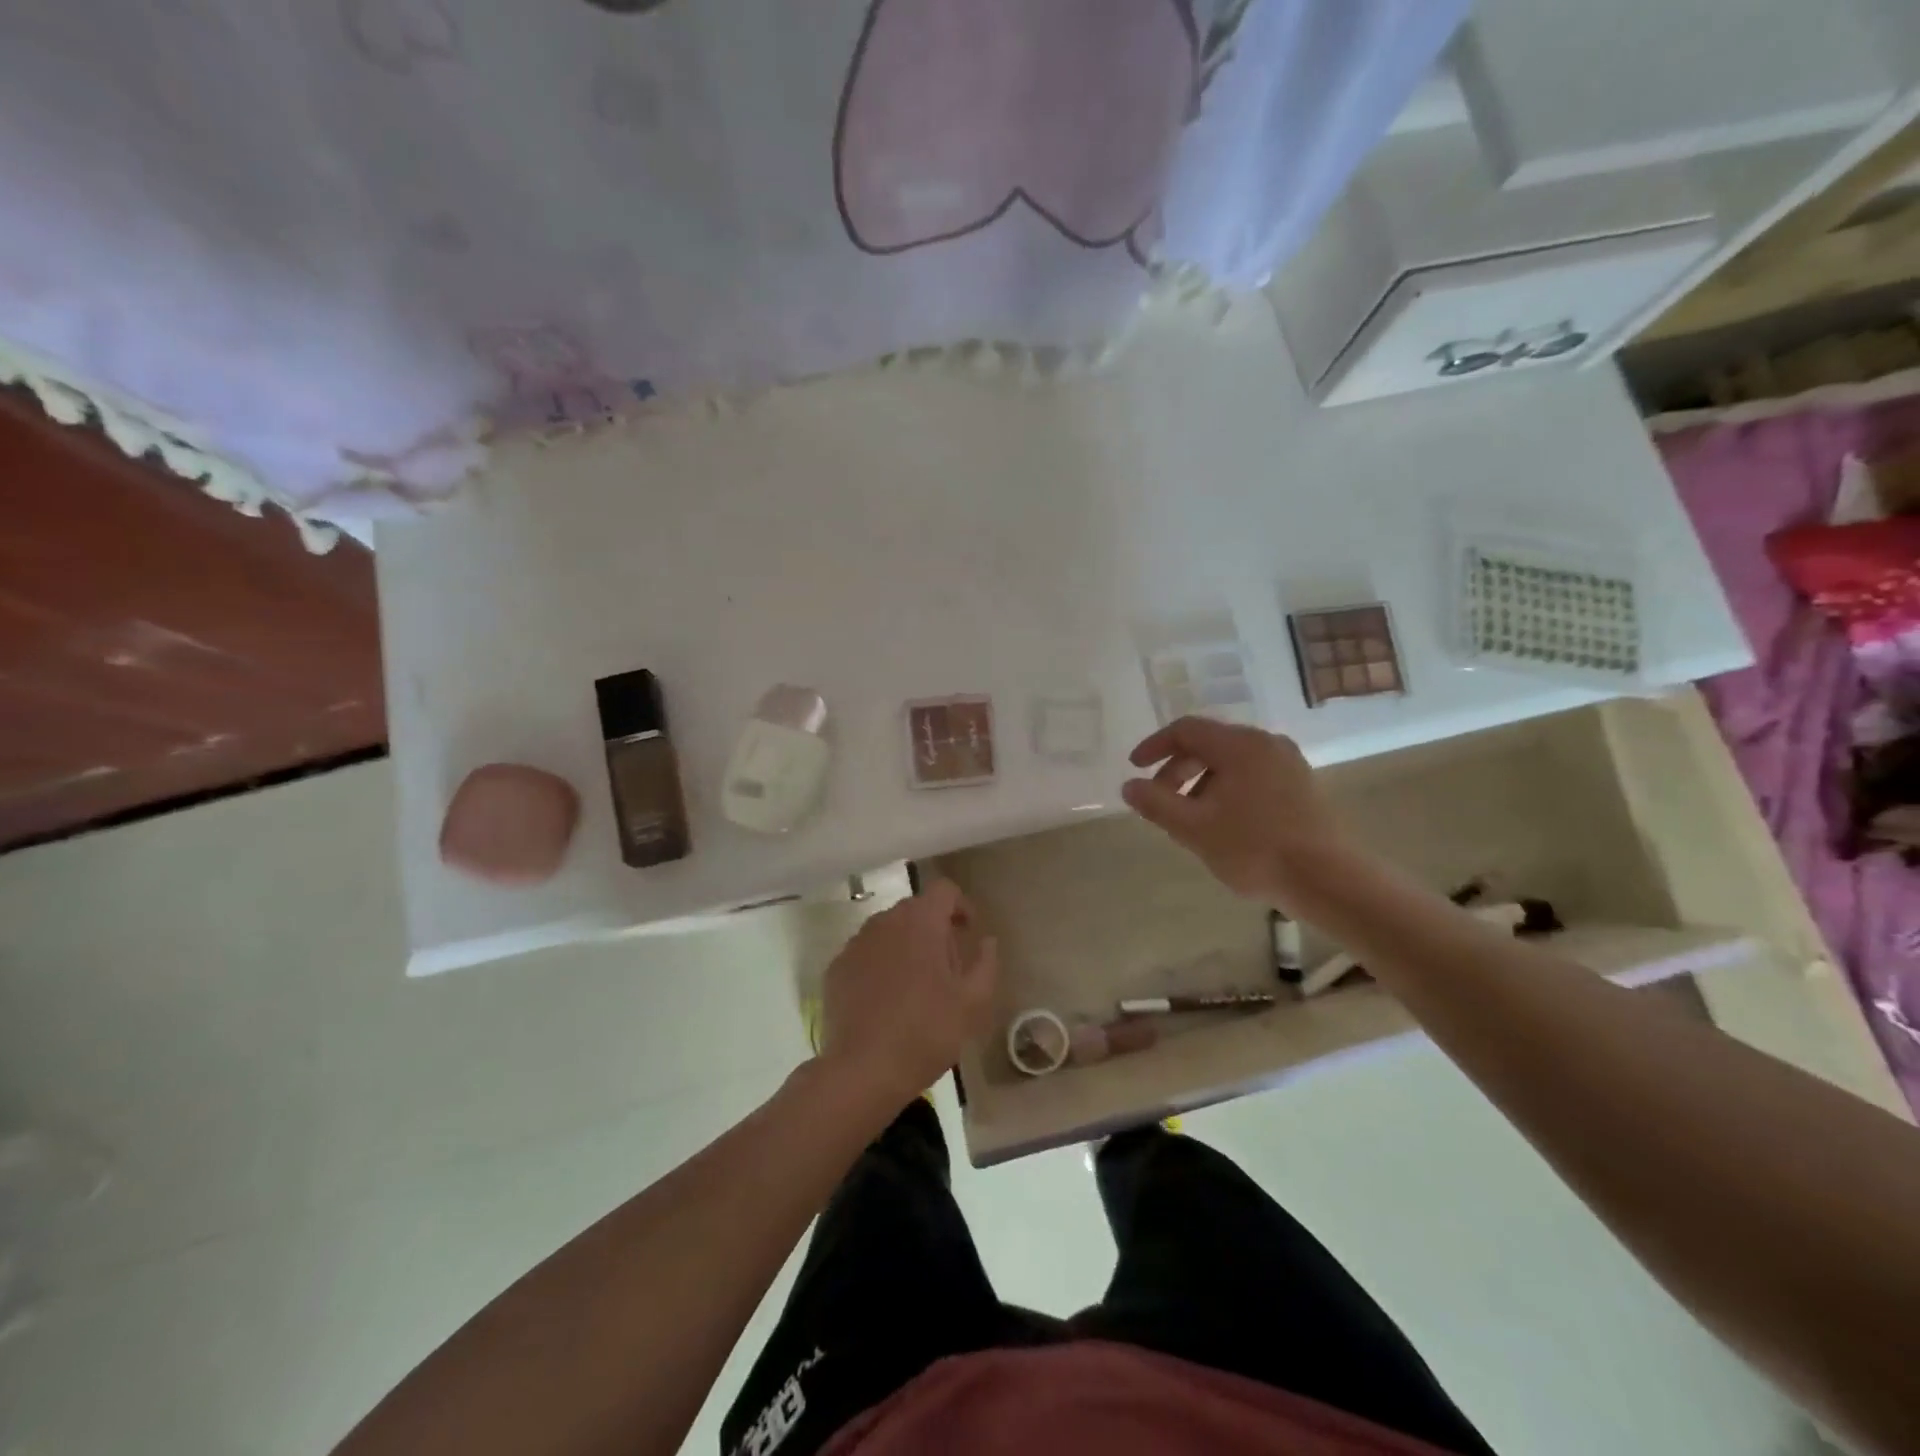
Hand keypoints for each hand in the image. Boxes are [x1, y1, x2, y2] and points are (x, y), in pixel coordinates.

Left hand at [816, 881, 999, 1112]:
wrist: (863, 1070)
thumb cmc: (926, 1032)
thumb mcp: (972, 1003)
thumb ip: (986, 964)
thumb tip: (987, 941)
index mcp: (920, 921)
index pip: (944, 890)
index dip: (961, 905)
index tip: (969, 933)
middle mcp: (885, 921)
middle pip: (915, 909)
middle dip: (935, 928)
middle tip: (948, 966)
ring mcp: (856, 943)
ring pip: (888, 930)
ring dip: (906, 945)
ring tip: (917, 984)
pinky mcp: (836, 967)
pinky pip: (866, 953)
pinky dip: (880, 964)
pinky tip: (887, 999)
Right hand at [1122, 716, 1354, 907]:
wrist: (1328, 880)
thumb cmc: (1254, 849)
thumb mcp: (1194, 828)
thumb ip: (1156, 803)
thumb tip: (1129, 785)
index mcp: (1239, 745)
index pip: (1185, 730)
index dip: (1154, 746)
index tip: (1135, 769)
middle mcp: (1265, 743)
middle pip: (1209, 744)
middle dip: (1177, 770)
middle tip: (1160, 801)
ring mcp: (1288, 763)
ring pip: (1231, 762)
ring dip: (1201, 784)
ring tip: (1190, 820)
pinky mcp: (1302, 785)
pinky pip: (1253, 775)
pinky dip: (1227, 790)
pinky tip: (1224, 824)